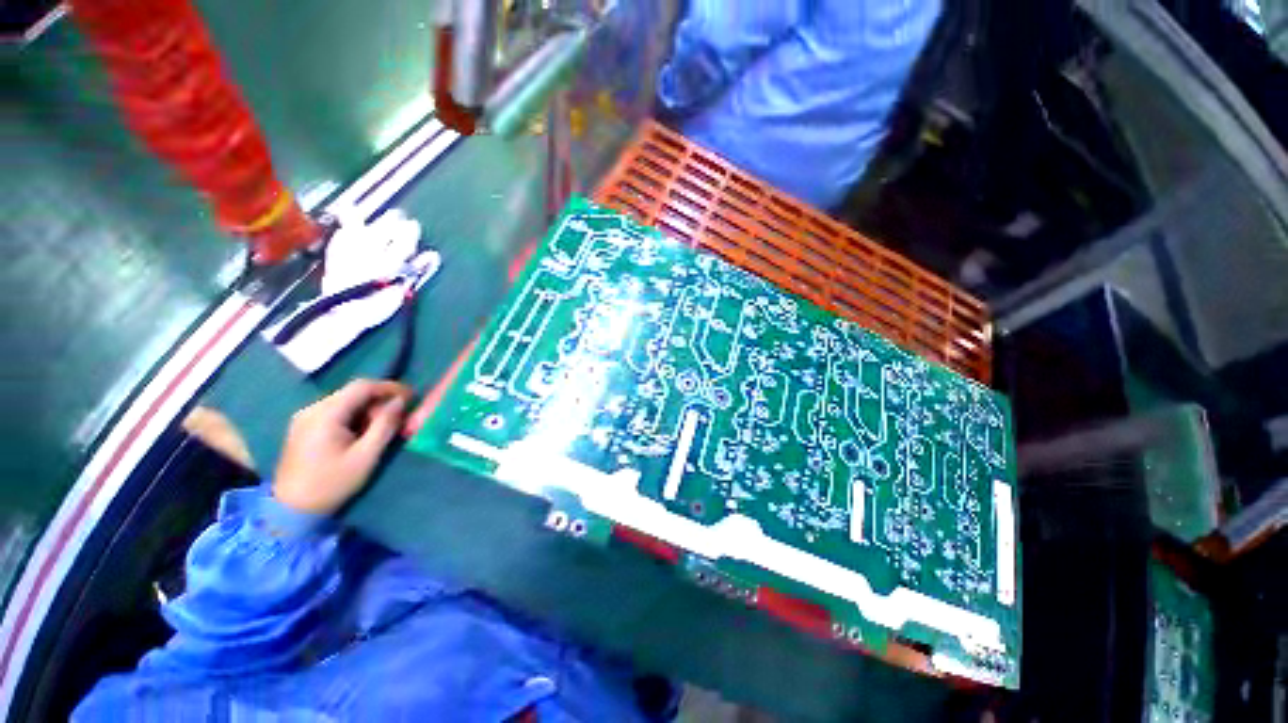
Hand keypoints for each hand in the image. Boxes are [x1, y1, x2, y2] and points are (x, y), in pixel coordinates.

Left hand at [273, 380, 411, 514]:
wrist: (292, 509)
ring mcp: (305, 417)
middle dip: (379, 399)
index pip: (362, 386)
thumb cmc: (332, 483)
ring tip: (382, 424)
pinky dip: (354, 414)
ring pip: (344, 400)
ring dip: (367, 407)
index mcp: (326, 414)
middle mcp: (312, 409)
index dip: (390, 387)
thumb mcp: (366, 456)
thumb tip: (401, 402)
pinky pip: (334, 410)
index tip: (411, 396)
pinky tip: (362, 430)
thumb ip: (385, 425)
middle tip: (398, 415)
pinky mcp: (303, 426)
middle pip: (352, 392)